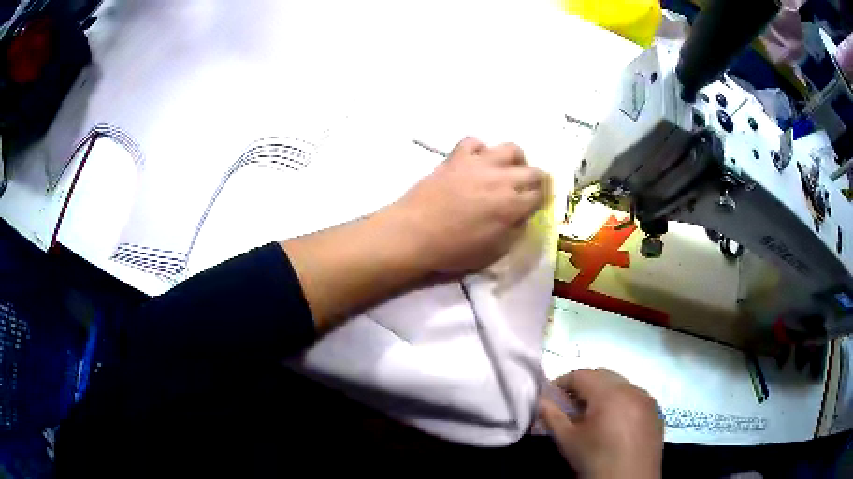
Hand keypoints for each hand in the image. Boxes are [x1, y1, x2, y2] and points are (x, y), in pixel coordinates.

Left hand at [391, 137, 546, 273]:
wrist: (414, 233)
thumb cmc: (453, 250)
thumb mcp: (493, 252)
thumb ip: (514, 231)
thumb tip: (520, 216)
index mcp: (512, 205)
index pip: (540, 195)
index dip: (540, 201)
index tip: (535, 205)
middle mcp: (501, 179)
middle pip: (532, 171)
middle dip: (535, 181)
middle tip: (527, 190)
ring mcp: (478, 164)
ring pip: (510, 148)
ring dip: (515, 160)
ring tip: (507, 171)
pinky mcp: (456, 157)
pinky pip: (475, 142)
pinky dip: (480, 150)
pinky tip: (476, 163)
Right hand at [539, 369, 662, 478]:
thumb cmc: (595, 459)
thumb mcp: (568, 440)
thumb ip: (552, 416)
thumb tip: (539, 400)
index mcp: (610, 393)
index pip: (582, 374)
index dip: (563, 383)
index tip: (551, 398)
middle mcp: (633, 389)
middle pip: (603, 376)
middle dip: (584, 387)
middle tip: (570, 407)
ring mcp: (647, 399)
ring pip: (621, 385)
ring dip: (604, 394)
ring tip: (593, 417)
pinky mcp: (655, 411)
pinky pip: (635, 397)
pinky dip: (622, 403)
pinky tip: (614, 424)